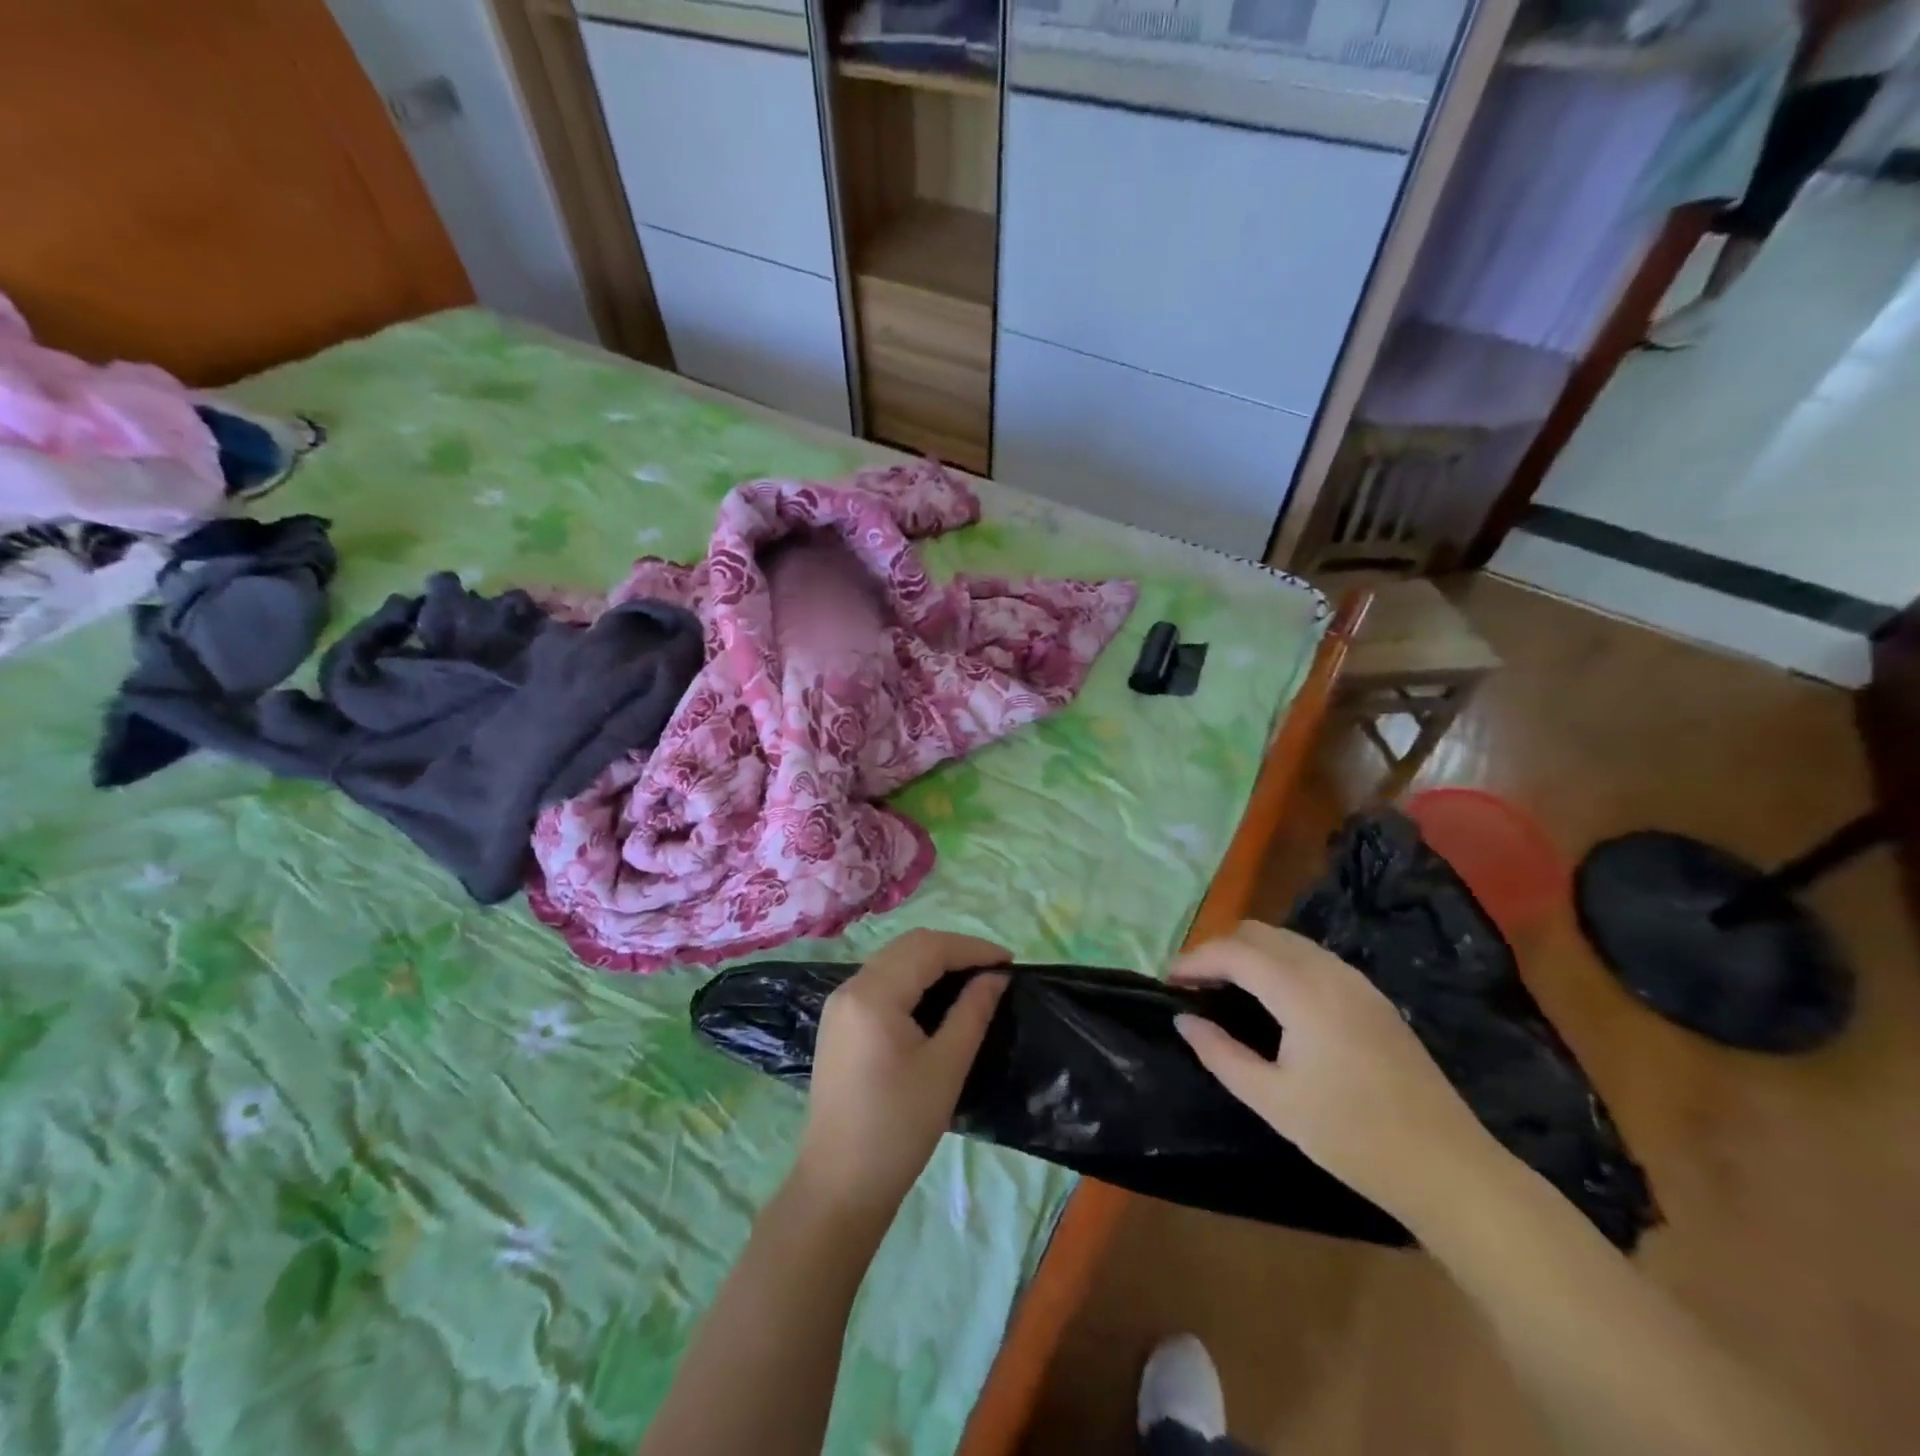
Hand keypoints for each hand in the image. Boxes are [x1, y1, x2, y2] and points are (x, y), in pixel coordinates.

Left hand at [794, 930, 1009, 1222]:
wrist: (839, 1185)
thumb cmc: (898, 1128)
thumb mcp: (946, 1067)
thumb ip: (972, 1012)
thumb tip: (996, 977)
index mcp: (873, 994)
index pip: (928, 948)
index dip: (972, 949)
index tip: (1010, 962)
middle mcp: (850, 987)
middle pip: (908, 947)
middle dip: (954, 950)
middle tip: (994, 970)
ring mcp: (839, 1005)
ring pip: (893, 961)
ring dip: (933, 962)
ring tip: (972, 980)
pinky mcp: (839, 1023)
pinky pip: (881, 982)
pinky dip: (913, 979)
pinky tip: (937, 999)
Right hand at [1172, 921, 1502, 1223]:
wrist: (1448, 1169)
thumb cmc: (1352, 1137)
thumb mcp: (1273, 1101)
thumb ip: (1220, 1053)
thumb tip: (1183, 1020)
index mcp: (1302, 992)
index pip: (1234, 952)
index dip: (1195, 959)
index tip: (1169, 981)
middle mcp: (1329, 972)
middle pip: (1259, 933)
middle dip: (1219, 950)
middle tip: (1195, 985)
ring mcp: (1356, 981)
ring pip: (1288, 940)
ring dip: (1249, 953)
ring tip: (1226, 989)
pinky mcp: (1373, 997)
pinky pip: (1312, 957)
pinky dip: (1279, 962)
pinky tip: (1273, 999)